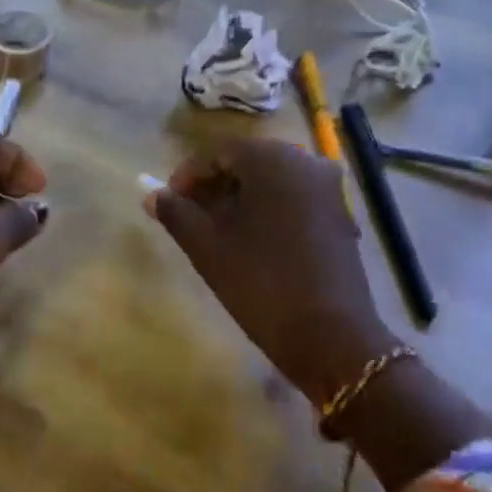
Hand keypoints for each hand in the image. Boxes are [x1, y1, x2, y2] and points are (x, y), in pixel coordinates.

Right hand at [145, 138, 392, 405]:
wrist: (333, 337)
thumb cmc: (262, 282)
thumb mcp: (207, 247)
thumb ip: (176, 213)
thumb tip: (151, 194)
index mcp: (271, 158)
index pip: (218, 153)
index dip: (188, 176)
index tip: (168, 203)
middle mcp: (304, 161)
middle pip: (247, 163)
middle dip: (215, 185)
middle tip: (189, 216)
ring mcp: (328, 188)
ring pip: (272, 181)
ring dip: (241, 198)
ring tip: (216, 230)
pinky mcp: (340, 215)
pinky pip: (294, 198)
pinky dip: (269, 209)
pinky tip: (252, 240)